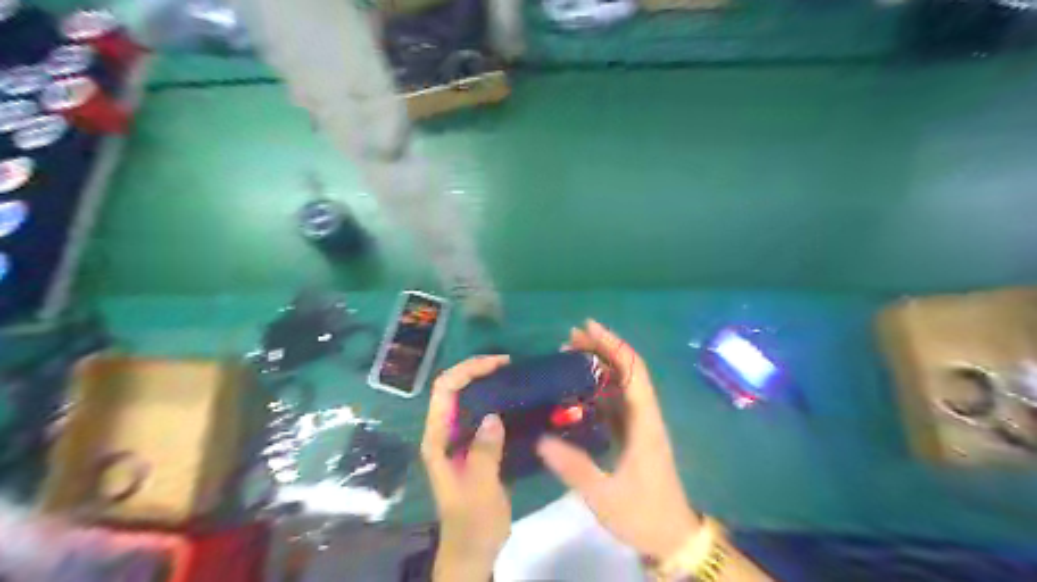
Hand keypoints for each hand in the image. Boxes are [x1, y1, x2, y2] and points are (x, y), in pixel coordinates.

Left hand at [421, 354, 512, 581]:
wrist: (472, 550)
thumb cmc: (473, 522)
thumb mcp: (480, 489)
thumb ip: (483, 453)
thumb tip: (492, 416)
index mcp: (437, 439)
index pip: (444, 389)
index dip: (468, 369)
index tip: (499, 364)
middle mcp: (443, 433)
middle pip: (453, 388)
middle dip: (477, 370)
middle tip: (510, 366)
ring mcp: (457, 439)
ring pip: (467, 398)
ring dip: (486, 383)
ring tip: (514, 377)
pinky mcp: (472, 447)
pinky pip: (480, 413)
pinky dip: (495, 400)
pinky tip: (514, 402)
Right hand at [539, 320, 698, 561]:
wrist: (672, 537)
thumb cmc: (644, 514)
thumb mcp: (605, 495)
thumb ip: (574, 467)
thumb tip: (541, 439)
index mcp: (644, 423)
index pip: (633, 371)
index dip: (613, 345)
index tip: (588, 327)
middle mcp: (645, 416)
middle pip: (628, 371)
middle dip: (603, 349)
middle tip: (570, 338)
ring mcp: (641, 425)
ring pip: (622, 384)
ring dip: (600, 366)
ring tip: (570, 355)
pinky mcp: (634, 435)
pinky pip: (616, 402)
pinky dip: (599, 388)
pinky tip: (577, 388)